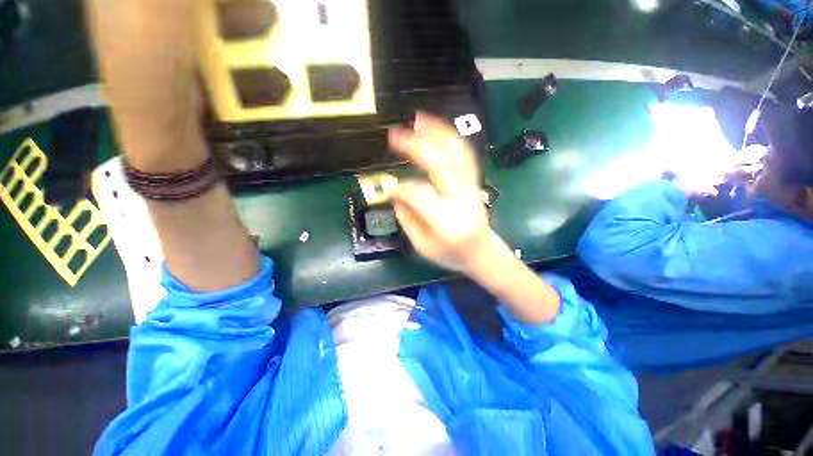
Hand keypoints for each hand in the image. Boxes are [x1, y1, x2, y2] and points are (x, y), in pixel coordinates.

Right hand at [387, 113, 489, 272]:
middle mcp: (461, 200)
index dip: (401, 189)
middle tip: (395, 135)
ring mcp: (471, 188)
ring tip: (418, 119)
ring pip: (457, 154)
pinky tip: (437, 129)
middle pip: (441, 165)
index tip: (389, 189)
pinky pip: (463, 155)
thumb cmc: (451, 253)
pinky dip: (450, 138)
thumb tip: (395, 194)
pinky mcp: (474, 181)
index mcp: (447, 223)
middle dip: (416, 146)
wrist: (482, 250)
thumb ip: (407, 220)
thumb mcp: (422, 246)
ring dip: (437, 133)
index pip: (420, 196)